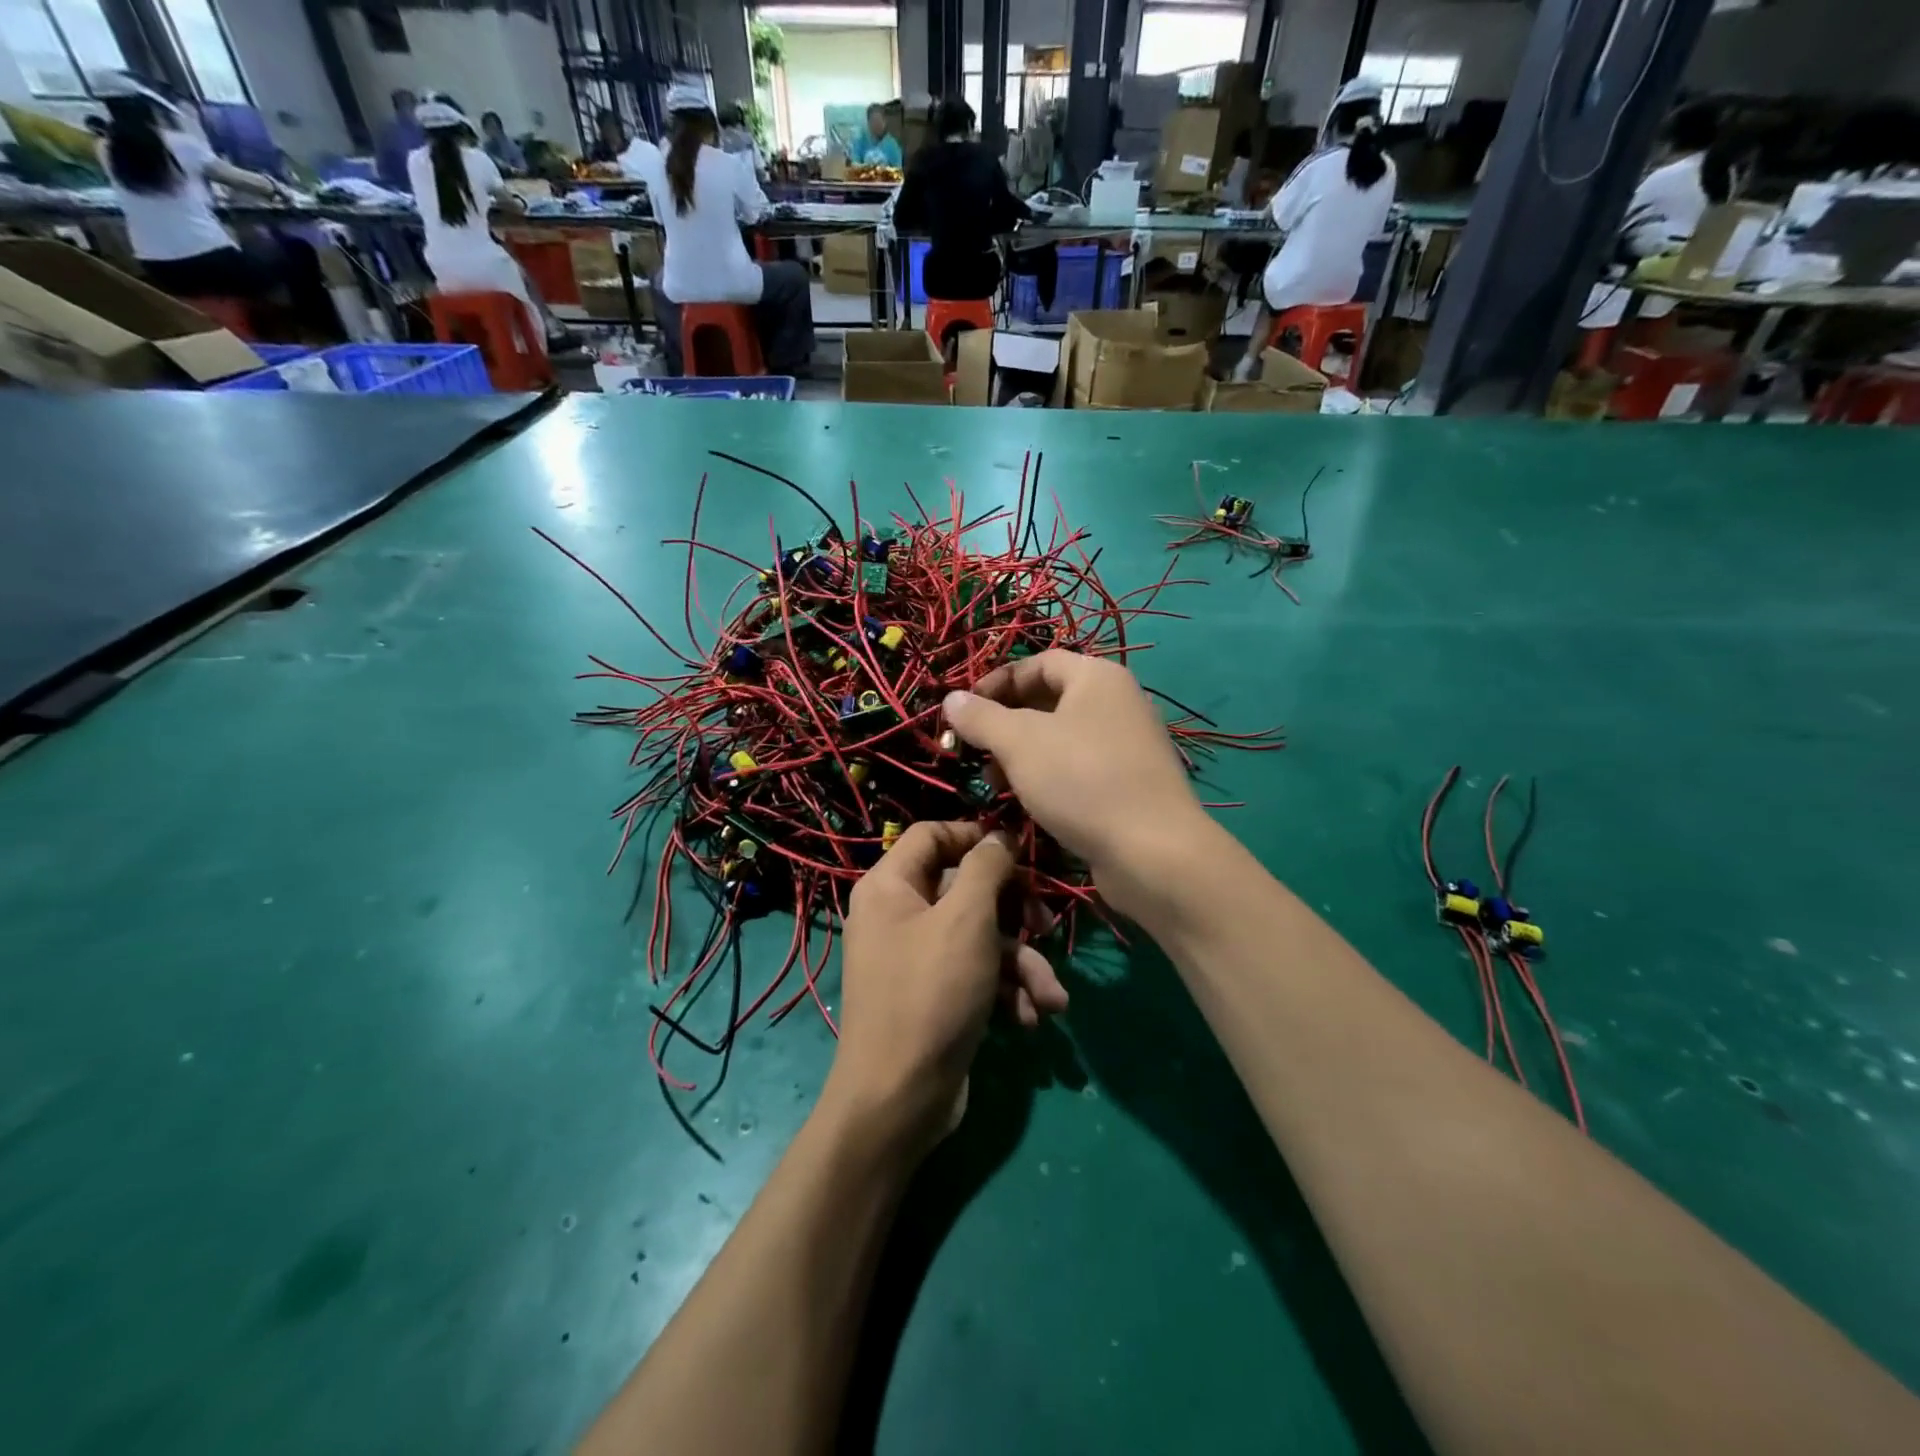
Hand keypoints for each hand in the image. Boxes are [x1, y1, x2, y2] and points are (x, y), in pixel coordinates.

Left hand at [828, 821, 1066, 1153]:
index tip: (1019, 850)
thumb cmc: (931, 993)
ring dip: (1022, 963)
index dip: (976, 835)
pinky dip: (1005, 991)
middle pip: (965, 888)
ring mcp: (916, 958)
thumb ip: (987, 867)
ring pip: (980, 937)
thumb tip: (999, 836)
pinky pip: (976, 974)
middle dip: (1014, 910)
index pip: (932, 835)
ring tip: (1051, 995)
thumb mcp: (966, 919)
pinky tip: (1030, 1017)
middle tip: (1046, 924)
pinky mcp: (936, 995)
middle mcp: (899, 915)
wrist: (899, 1100)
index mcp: (890, 886)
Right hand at [943, 652, 1206, 912]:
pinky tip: (1029, 803)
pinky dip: (1049, 776)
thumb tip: (951, 698)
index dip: (996, 682)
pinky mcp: (1130, 782)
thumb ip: (981, 717)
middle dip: (1005, 723)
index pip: (1038, 662)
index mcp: (1097, 677)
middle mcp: (1118, 702)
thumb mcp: (1019, 743)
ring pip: (1061, 737)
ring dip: (1022, 754)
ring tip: (996, 783)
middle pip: (1049, 699)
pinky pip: (1079, 767)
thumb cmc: (1081, 780)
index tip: (964, 711)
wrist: (1152, 851)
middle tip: (977, 751)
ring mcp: (1128, 744)